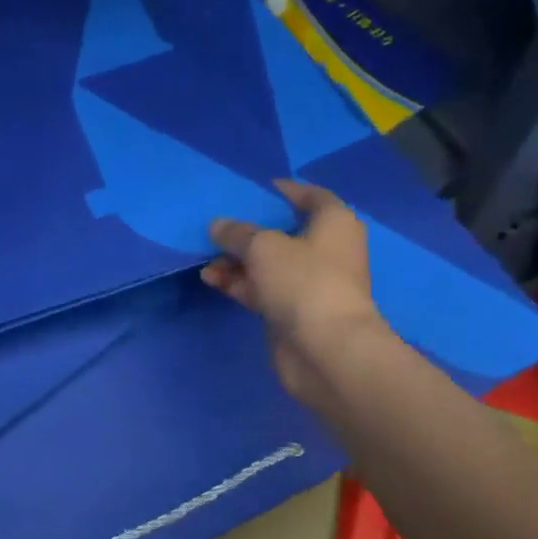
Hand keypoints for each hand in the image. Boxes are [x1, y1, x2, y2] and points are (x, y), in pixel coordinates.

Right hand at [201, 179, 392, 410]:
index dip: (285, 190)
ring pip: (267, 263)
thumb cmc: (303, 281)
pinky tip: (210, 278)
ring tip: (204, 255)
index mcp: (333, 223)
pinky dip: (238, 282)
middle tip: (218, 223)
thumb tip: (218, 226)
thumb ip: (236, 233)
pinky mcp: (291, 310)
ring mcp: (308, 283)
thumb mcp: (263, 246)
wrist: (324, 349)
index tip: (254, 189)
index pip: (311, 196)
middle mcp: (325, 250)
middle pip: (283, 232)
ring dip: (237, 259)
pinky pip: (260, 288)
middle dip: (250, 229)